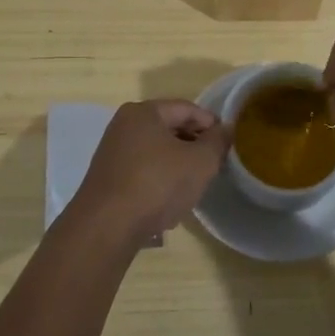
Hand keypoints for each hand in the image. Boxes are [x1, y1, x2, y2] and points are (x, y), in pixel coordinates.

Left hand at [69, 100, 229, 248]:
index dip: (211, 123)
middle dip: (194, 143)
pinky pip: (142, 169)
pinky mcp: (107, 177)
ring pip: (156, 150)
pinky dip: (160, 177)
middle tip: (214, 163)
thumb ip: (217, 142)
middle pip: (169, 127)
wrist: (107, 226)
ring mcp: (112, 151)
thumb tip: (225, 129)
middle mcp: (124, 125)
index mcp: (144, 112)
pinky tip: (170, 198)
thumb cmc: (157, 184)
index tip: (227, 143)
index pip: (186, 108)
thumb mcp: (200, 162)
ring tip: (195, 182)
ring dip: (178, 162)